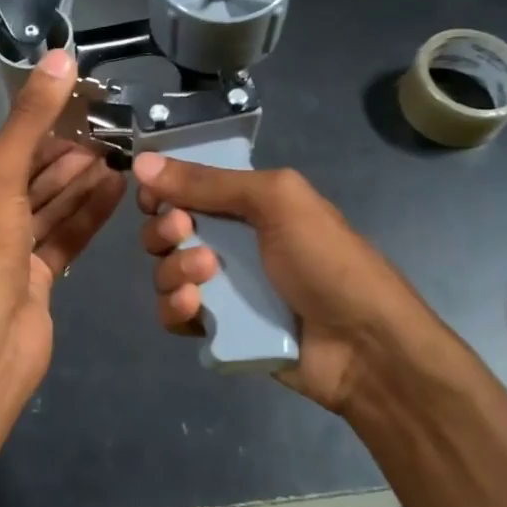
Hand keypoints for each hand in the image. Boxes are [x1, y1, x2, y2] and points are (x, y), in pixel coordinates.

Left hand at [0, 51, 123, 400]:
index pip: (1, 159)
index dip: (40, 137)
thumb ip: (28, 119)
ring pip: (47, 213)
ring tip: (117, 159)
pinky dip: (87, 217)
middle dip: (64, 161)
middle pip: (26, 186)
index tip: (77, 117)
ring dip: (79, 187)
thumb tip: (58, 56)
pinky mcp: (35, 285)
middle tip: (106, 137)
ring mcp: (5, 261)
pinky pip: (63, 241)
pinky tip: (115, 192)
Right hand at [134, 153, 471, 414]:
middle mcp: (229, 240)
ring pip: (165, 272)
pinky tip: (194, 308)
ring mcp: (222, 286)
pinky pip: (174, 314)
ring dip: (172, 270)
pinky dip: (175, 309)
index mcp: (246, 203)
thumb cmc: (325, 260)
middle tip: (182, 232)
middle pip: (166, 229)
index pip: (185, 188)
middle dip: (163, 229)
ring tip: (205, 276)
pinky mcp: (218, 327)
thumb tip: (142, 161)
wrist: (364, 345)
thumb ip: (209, 182)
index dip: (162, 190)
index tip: (153, 195)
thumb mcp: (275, 202)